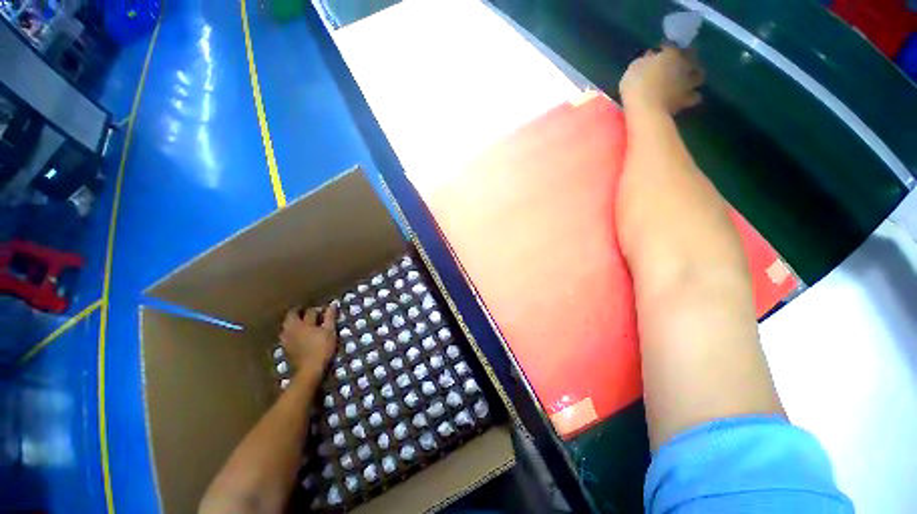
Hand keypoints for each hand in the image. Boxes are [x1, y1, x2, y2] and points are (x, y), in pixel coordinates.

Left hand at [279, 303, 338, 378]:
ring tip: (302, 322)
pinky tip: (297, 334)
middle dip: (299, 311)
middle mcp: (292, 328)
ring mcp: (287, 338)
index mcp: (304, 323)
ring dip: (293, 321)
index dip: (318, 309)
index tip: (325, 311)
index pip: (310, 311)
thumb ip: (330, 317)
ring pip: (286, 324)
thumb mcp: (330, 331)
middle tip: (307, 312)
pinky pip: (286, 334)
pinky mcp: (285, 347)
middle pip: (292, 315)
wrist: (310, 369)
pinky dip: (291, 331)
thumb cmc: (322, 348)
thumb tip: (333, 304)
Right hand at [620, 45, 704, 114]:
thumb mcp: (634, 68)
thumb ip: (645, 60)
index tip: (659, 52)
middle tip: (677, 65)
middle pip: (692, 57)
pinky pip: (695, 97)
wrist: (645, 110)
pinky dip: (691, 97)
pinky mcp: (687, 100)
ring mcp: (688, 82)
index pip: (671, 45)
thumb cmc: (636, 86)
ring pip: (699, 76)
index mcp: (671, 54)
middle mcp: (684, 64)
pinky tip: (684, 99)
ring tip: (686, 82)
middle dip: (686, 60)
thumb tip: (650, 56)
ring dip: (694, 77)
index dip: (665, 48)